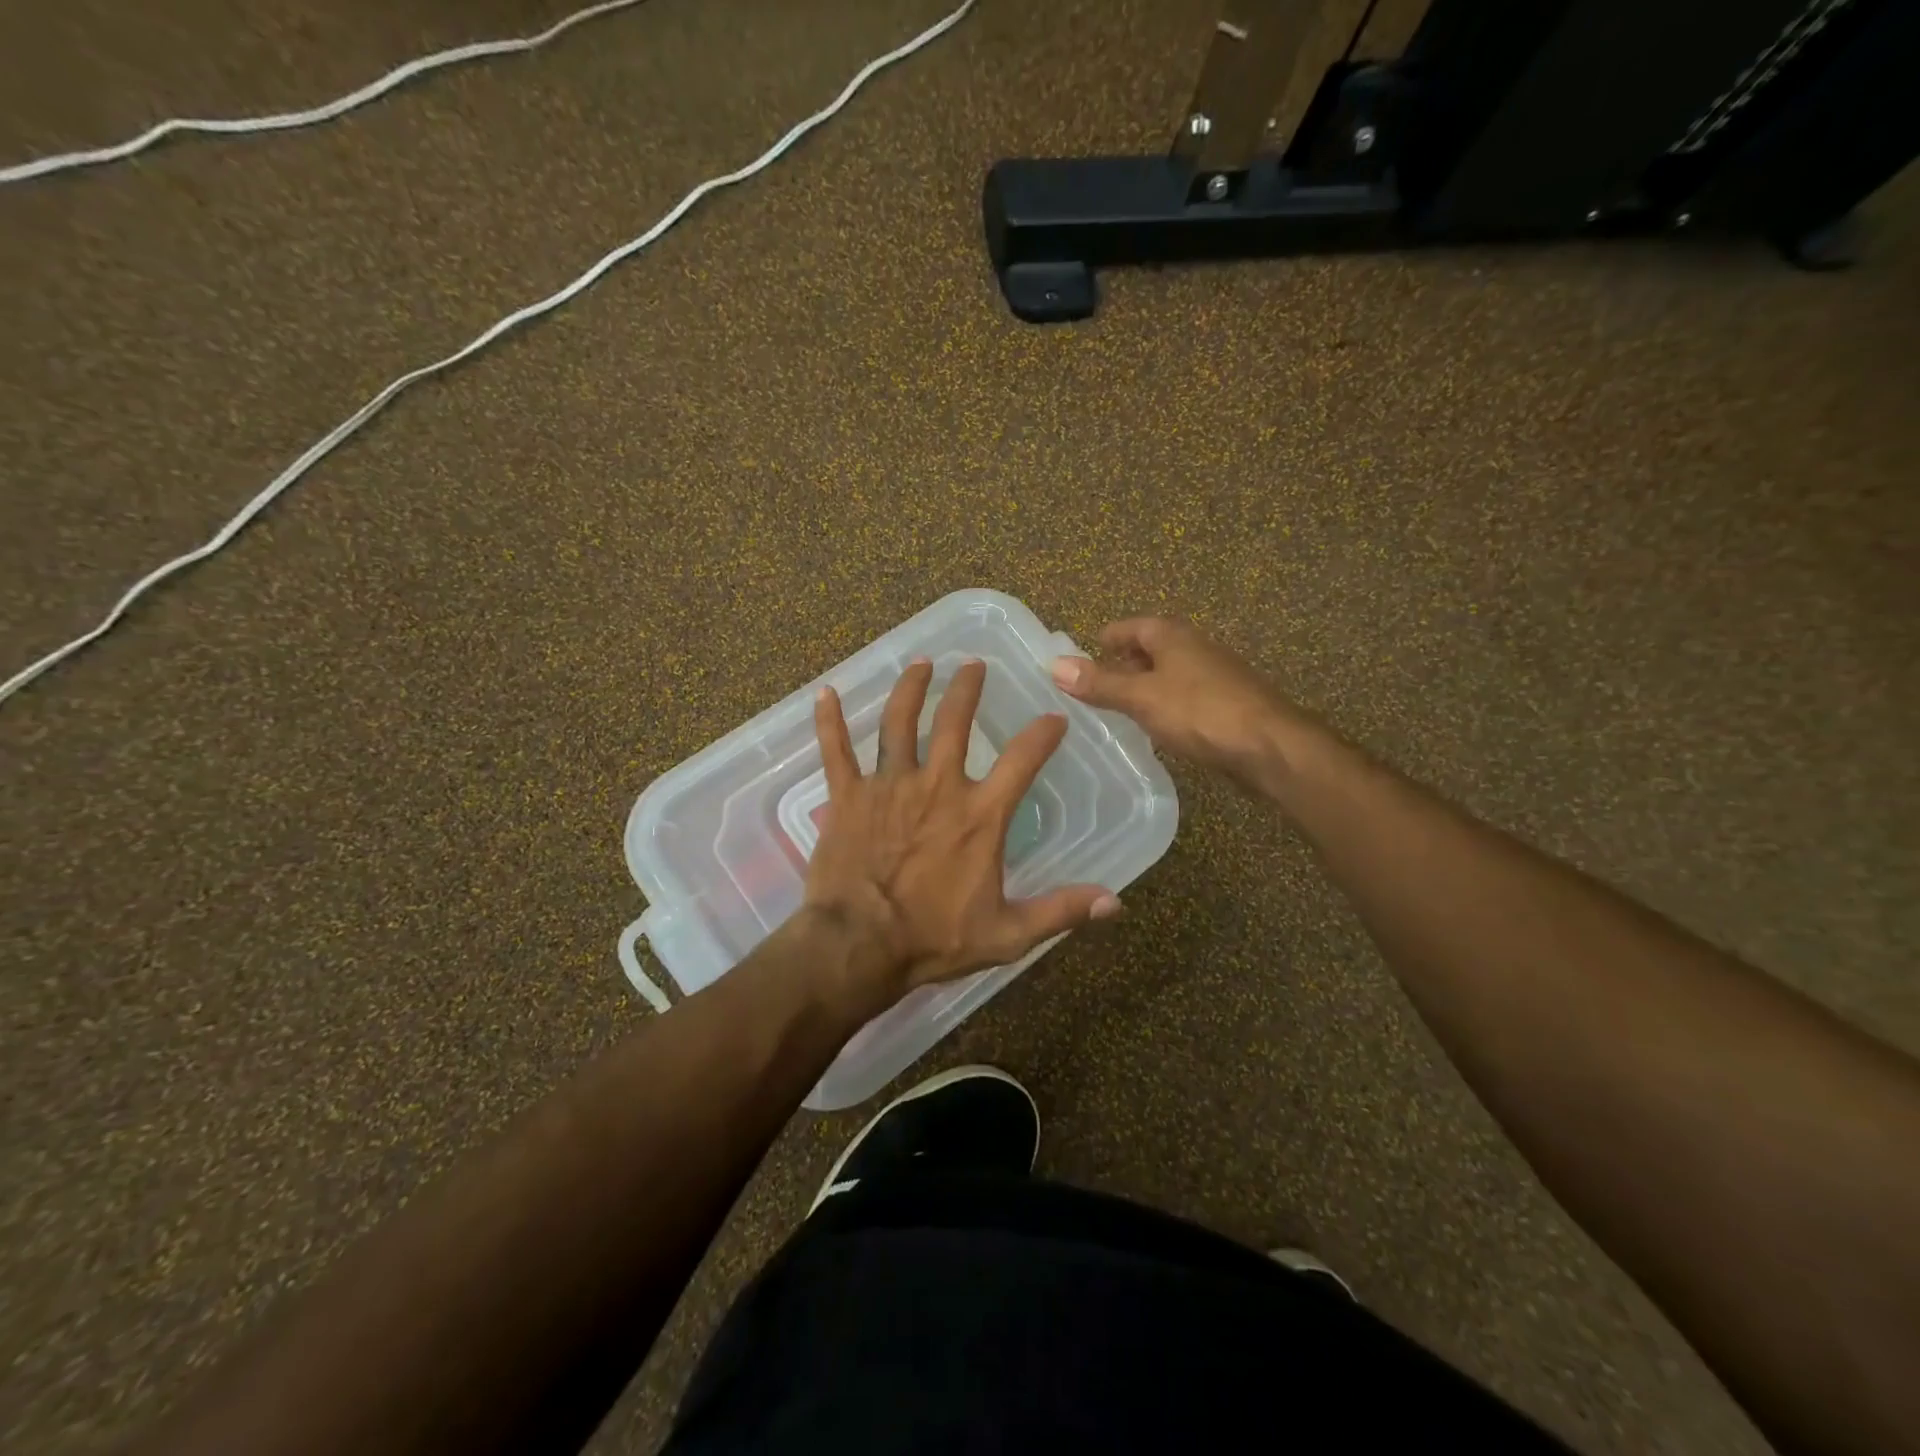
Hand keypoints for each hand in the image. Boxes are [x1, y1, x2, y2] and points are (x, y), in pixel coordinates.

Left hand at [803, 658, 1121, 1009]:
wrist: (859, 946)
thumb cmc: (933, 939)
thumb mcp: (1007, 933)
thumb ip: (1060, 911)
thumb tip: (1116, 902)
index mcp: (979, 815)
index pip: (1022, 760)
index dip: (1043, 735)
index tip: (1055, 719)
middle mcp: (936, 786)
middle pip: (954, 723)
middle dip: (967, 688)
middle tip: (973, 664)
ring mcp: (888, 786)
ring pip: (899, 723)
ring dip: (910, 689)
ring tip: (920, 664)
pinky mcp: (847, 796)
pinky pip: (836, 750)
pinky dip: (830, 720)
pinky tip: (826, 693)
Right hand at [1049, 617, 1324, 787]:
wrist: (1270, 747)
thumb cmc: (1201, 712)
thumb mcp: (1141, 697)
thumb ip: (1100, 683)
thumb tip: (1055, 665)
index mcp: (1172, 636)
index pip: (1131, 626)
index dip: (1107, 638)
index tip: (1085, 653)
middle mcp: (1195, 647)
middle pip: (1152, 648)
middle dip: (1124, 662)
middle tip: (1095, 683)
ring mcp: (1214, 675)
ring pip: (1169, 673)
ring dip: (1145, 685)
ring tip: (1119, 706)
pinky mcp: (1226, 704)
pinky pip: (1185, 696)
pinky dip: (1165, 704)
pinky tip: (1156, 726)